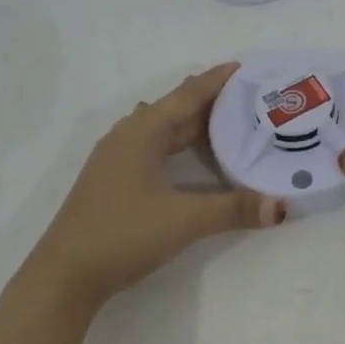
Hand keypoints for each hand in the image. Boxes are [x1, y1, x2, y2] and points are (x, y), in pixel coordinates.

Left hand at [29, 64, 284, 315]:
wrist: (63, 276)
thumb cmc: (122, 235)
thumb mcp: (183, 221)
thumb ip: (233, 209)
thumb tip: (280, 206)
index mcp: (142, 132)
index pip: (187, 95)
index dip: (216, 80)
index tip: (245, 67)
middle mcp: (128, 135)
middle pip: (175, 108)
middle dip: (210, 100)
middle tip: (248, 97)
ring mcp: (116, 157)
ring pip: (162, 128)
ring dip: (192, 122)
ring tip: (227, 120)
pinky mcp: (113, 178)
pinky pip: (153, 145)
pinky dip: (177, 142)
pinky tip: (185, 151)